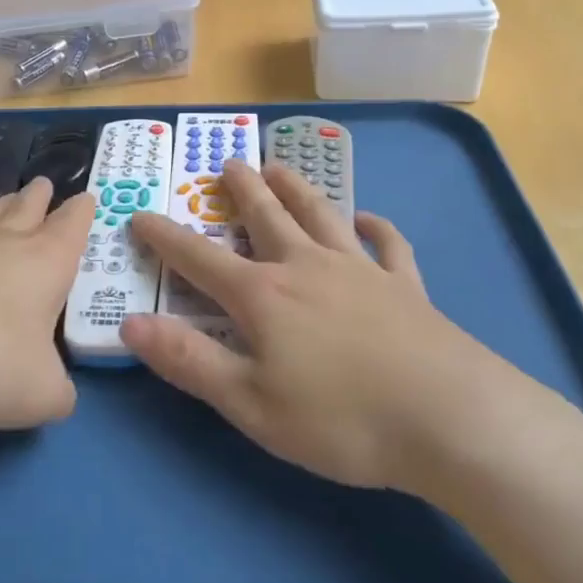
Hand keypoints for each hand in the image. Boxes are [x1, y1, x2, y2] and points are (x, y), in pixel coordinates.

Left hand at [0, 177, 92, 429]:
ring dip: (0, 208)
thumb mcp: (38, 394)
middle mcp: (0, 245)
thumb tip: (58, 392)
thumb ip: (58, 392)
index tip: (86, 198)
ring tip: (6, 200)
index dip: (81, 214)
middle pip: (25, 210)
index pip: (70, 228)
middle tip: (44, 184)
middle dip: (39, 199)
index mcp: (43, 264)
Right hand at [124, 162, 537, 494]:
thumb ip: (189, 362)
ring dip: (297, 188)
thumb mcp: (251, 404)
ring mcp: (360, 270)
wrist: (450, 419)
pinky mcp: (405, 286)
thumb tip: (132, 324)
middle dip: (242, 190)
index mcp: (264, 295)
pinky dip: (377, 228)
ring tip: (280, 166)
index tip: (139, 215)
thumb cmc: (342, 419)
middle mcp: (306, 267)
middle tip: (228, 162)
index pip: (199, 258)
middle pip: (265, 217)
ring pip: (321, 215)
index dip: (164, 237)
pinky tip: (370, 220)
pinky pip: (388, 246)